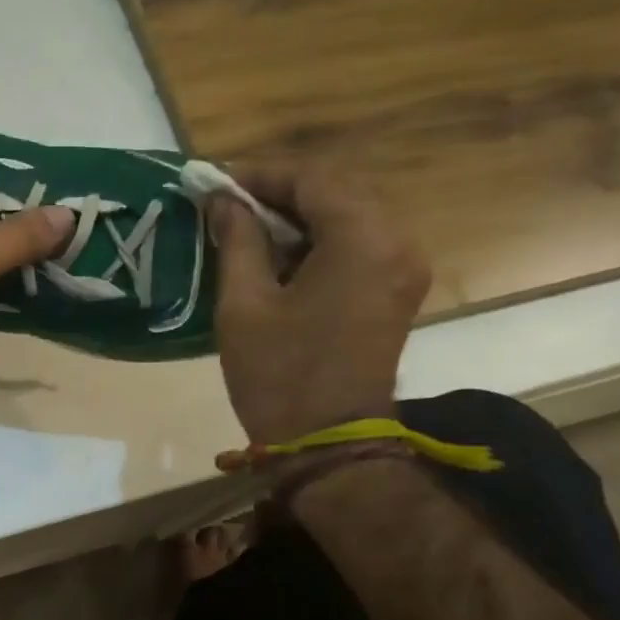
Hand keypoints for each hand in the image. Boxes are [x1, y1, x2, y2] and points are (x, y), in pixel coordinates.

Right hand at [212, 156, 430, 443]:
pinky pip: (359, 245)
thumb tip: (222, 200)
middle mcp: (396, 242)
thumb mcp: (244, 304)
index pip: (312, 179)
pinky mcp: (398, 291)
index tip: (217, 183)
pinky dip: (320, 241)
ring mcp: (403, 268)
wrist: (328, 444)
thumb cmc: (279, 375)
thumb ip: (236, 240)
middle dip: (280, 193)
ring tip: (247, 228)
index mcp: (362, 240)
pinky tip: (281, 256)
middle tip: (229, 204)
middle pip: (336, 192)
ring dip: (300, 217)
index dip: (261, 176)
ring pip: (349, 217)